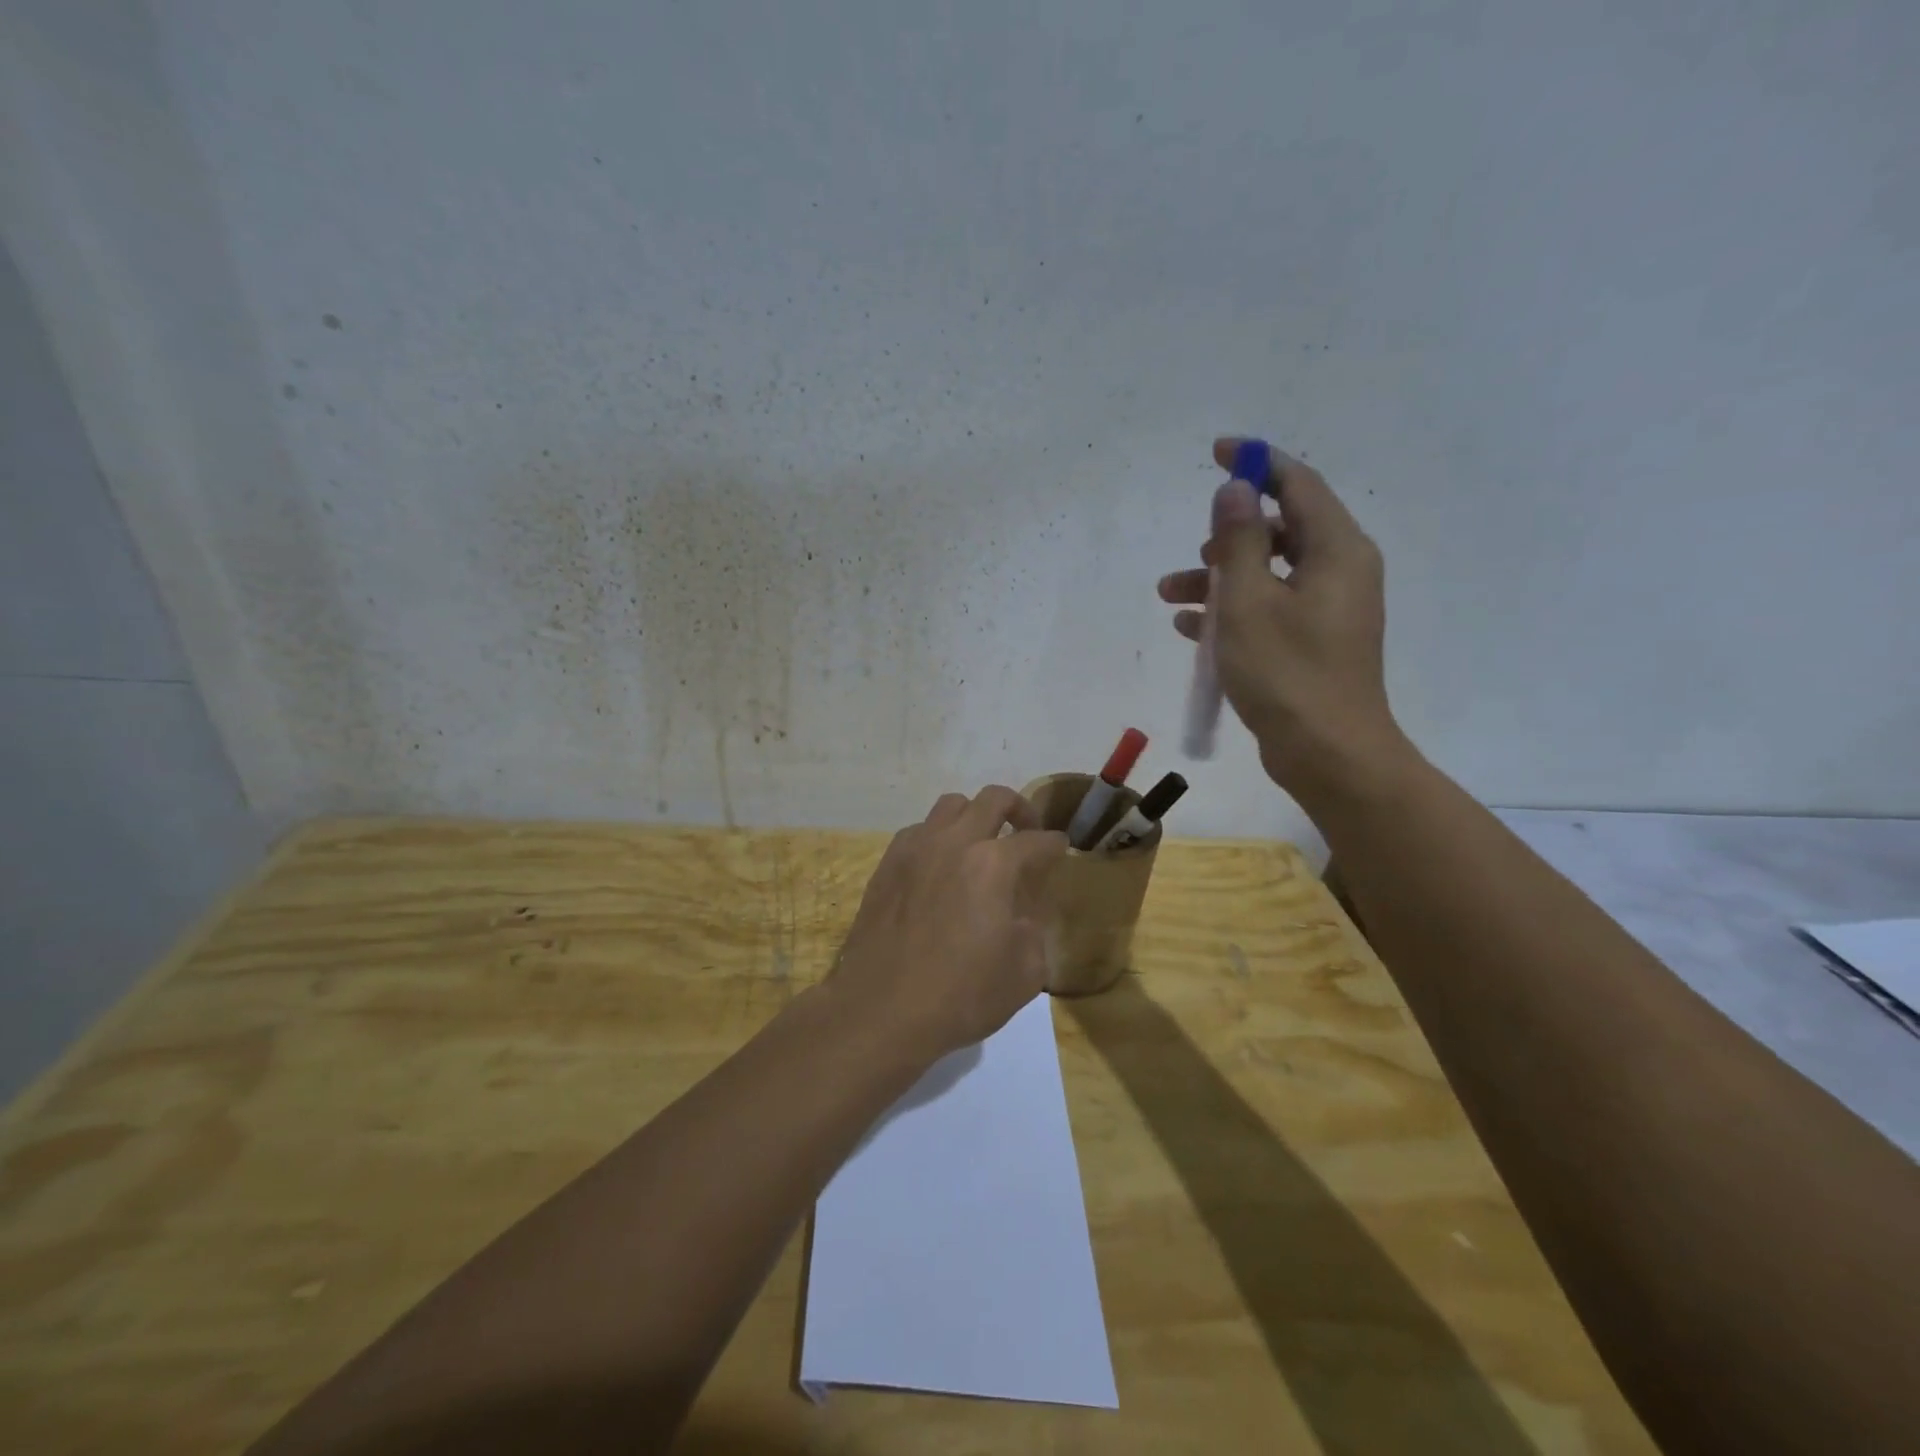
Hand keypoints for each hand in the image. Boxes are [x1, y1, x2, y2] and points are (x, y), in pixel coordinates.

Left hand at [831, 786, 1067, 1060]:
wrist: (881, 1010)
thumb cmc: (961, 995)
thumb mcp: (1024, 972)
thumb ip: (1034, 929)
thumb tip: (1023, 911)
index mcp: (993, 865)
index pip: (1036, 841)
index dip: (1054, 845)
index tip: (1060, 849)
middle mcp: (954, 843)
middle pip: (994, 799)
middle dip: (1019, 809)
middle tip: (1026, 831)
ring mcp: (916, 849)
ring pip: (951, 805)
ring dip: (974, 816)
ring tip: (980, 843)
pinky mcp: (887, 864)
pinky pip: (919, 830)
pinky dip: (938, 837)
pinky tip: (940, 866)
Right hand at [1159, 438, 1408, 805]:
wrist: (1328, 754)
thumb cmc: (1287, 674)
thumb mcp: (1249, 602)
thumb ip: (1238, 540)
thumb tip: (1234, 489)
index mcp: (1336, 550)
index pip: (1298, 484)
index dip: (1257, 463)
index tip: (1217, 453)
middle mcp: (1339, 571)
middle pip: (1280, 531)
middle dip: (1227, 537)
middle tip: (1193, 556)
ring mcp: (1328, 610)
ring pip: (1267, 574)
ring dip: (1219, 578)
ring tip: (1170, 597)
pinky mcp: (1313, 642)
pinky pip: (1268, 609)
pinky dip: (1232, 611)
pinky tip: (1191, 629)